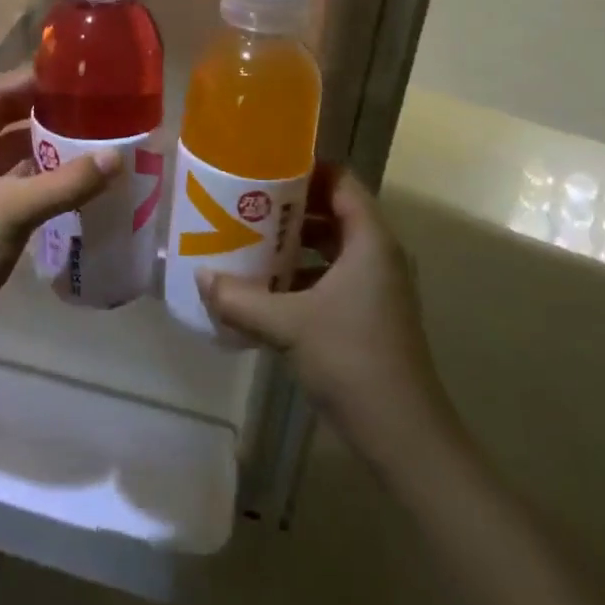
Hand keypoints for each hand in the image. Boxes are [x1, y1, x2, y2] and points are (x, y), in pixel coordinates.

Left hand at [0, 68, 118, 349]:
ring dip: (40, 146)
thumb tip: (118, 157)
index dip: (30, 81)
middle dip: (40, 113)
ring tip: (86, 136)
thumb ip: (68, 181)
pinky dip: (36, 176)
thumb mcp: (16, 207)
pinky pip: (9, 181)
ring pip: (6, 152)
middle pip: (0, 120)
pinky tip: (70, 177)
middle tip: (86, 105)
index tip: (71, 75)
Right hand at [200, 167, 449, 460]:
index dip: (306, 169)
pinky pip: (333, 278)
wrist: (403, 435)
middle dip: (290, 208)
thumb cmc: (350, 360)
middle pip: (334, 211)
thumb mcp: (287, 325)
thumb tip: (201, 278)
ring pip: (332, 248)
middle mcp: (378, 256)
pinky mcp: (370, 315)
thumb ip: (240, 299)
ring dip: (294, 244)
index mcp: (369, 241)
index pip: (341, 181)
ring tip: (249, 242)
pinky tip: (267, 291)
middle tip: (246, 205)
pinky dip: (303, 276)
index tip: (264, 169)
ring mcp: (377, 288)